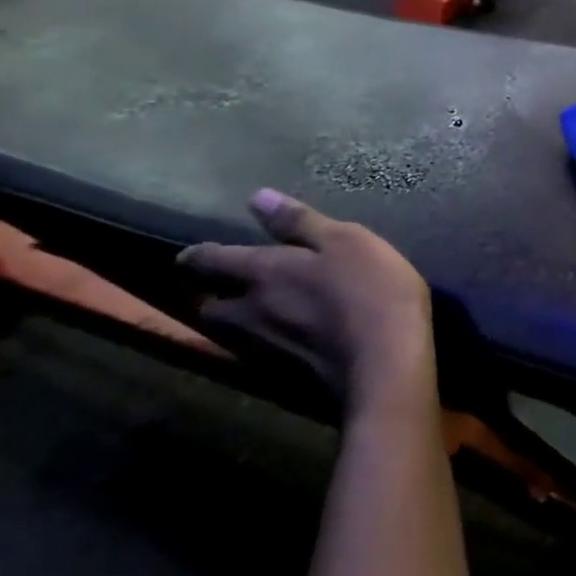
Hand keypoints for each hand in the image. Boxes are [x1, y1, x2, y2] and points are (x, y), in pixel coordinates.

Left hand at [178, 190, 433, 415]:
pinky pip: (260, 355)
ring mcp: (265, 350)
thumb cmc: (370, 291)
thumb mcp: (346, 241)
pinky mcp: (285, 378)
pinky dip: (265, 344)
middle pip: (210, 307)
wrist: (386, 366)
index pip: (210, 262)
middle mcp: (250, 313)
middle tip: (228, 288)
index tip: (189, 255)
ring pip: (232, 334)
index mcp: (263, 273)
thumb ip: (300, 222)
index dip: (198, 256)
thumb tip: (257, 197)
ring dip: (236, 322)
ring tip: (255, 314)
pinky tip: (288, 341)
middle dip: (214, 296)